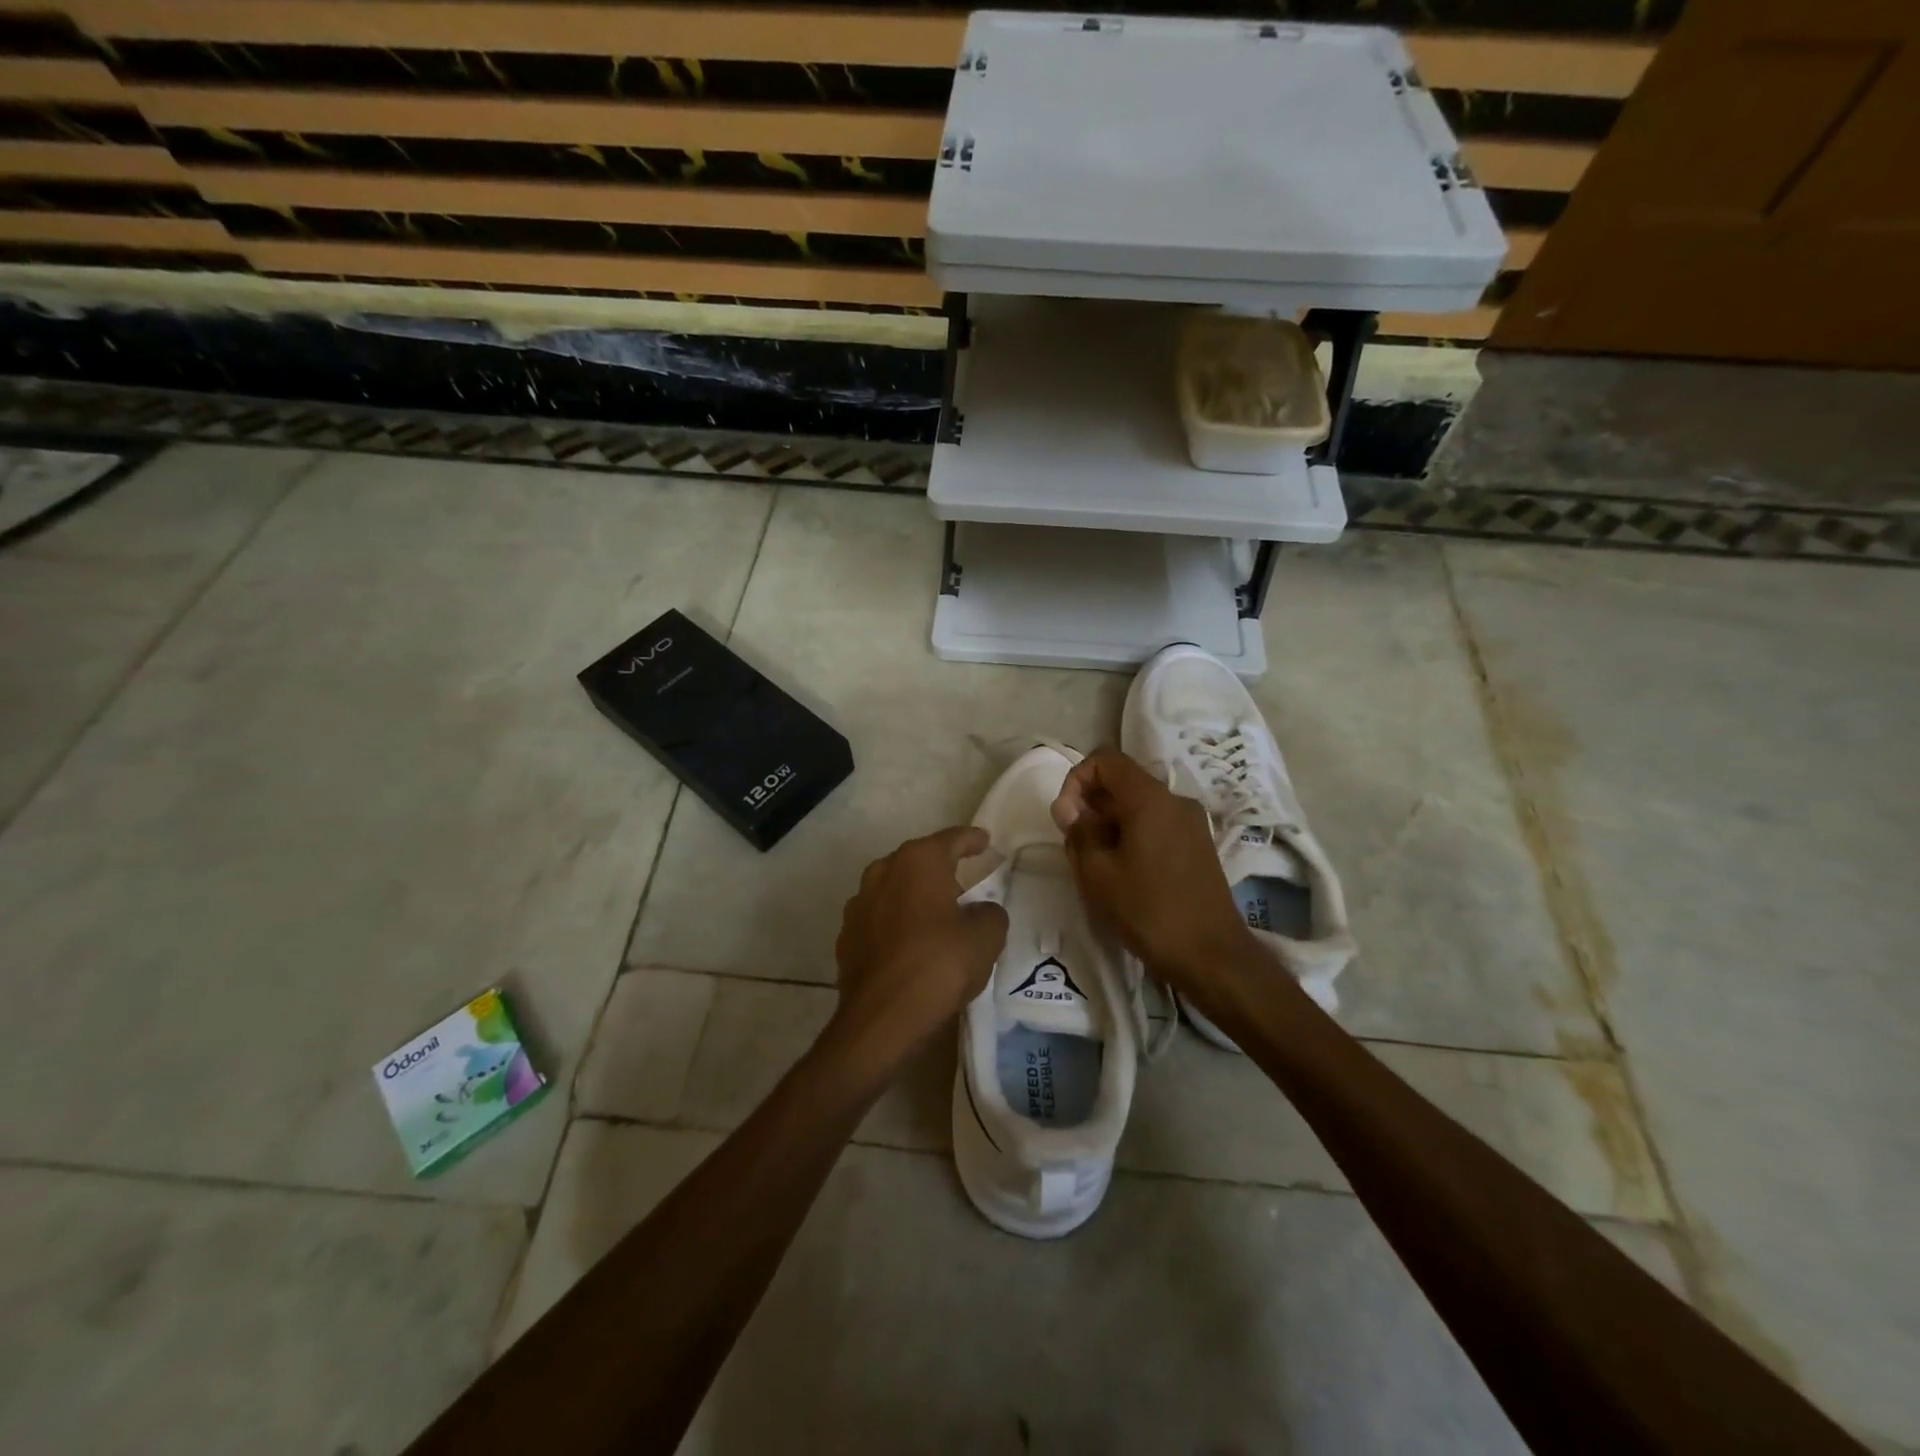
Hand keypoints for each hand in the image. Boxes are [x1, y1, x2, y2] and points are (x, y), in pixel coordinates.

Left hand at [831, 826, 1008, 1061]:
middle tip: (964, 882)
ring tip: (936, 915)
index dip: (971, 839)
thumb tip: (980, 911)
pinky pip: (879, 919)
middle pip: (918, 861)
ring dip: (914, 896)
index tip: (984, 840)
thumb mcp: (985, 938)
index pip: (951, 839)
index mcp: (918, 862)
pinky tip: (909, 943)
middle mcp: (883, 871)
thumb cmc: (939, 965)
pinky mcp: (847, 936)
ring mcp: (859, 904)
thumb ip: (990, 913)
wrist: (881, 1018)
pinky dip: (896, 923)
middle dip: (940, 868)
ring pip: (894, 888)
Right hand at [1052, 748, 1255, 993]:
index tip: (1066, 818)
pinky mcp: (1197, 845)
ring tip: (1096, 864)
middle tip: (1076, 845)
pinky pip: (1155, 824)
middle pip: (1122, 781)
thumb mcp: (1097, 873)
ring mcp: (1190, 823)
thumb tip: (1071, 810)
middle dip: (1090, 804)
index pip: (1105, 759)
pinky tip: (1122, 873)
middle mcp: (1174, 800)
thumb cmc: (1149, 911)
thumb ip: (1078, 832)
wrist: (1212, 956)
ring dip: (1108, 823)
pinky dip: (1131, 835)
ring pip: (1137, 805)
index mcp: (1150, 799)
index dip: (1076, 779)